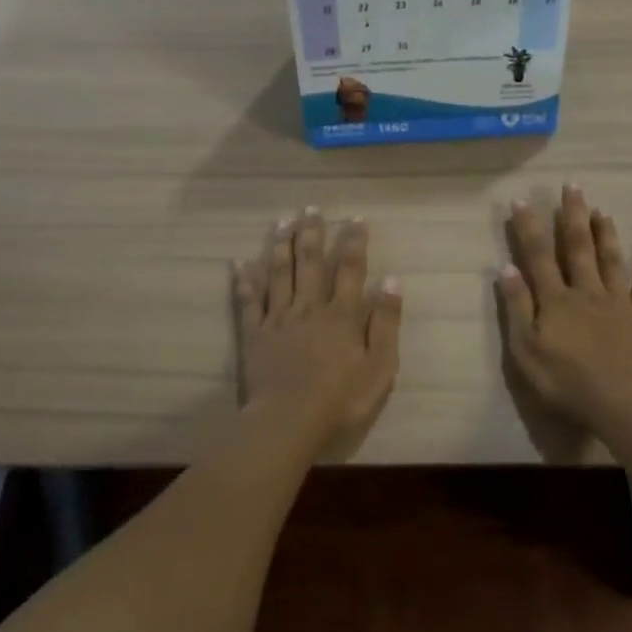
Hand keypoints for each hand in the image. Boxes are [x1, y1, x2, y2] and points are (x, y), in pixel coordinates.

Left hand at [236, 208, 402, 461]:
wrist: (288, 424)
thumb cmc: (341, 400)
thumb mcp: (380, 366)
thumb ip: (385, 322)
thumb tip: (391, 279)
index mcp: (341, 315)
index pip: (350, 269)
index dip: (353, 242)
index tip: (355, 218)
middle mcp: (309, 308)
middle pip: (310, 263)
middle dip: (312, 234)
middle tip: (311, 208)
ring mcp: (278, 320)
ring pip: (279, 274)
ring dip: (281, 246)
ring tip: (282, 221)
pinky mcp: (254, 336)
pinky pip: (249, 302)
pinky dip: (244, 281)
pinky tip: (240, 262)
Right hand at [498, 186, 631, 435]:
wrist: (620, 400)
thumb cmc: (565, 379)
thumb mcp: (525, 349)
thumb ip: (517, 307)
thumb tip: (507, 268)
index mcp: (555, 299)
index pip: (538, 256)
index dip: (529, 228)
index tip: (522, 200)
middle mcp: (586, 291)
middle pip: (578, 247)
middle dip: (573, 215)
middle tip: (573, 186)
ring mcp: (617, 301)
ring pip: (611, 259)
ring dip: (606, 233)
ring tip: (602, 210)